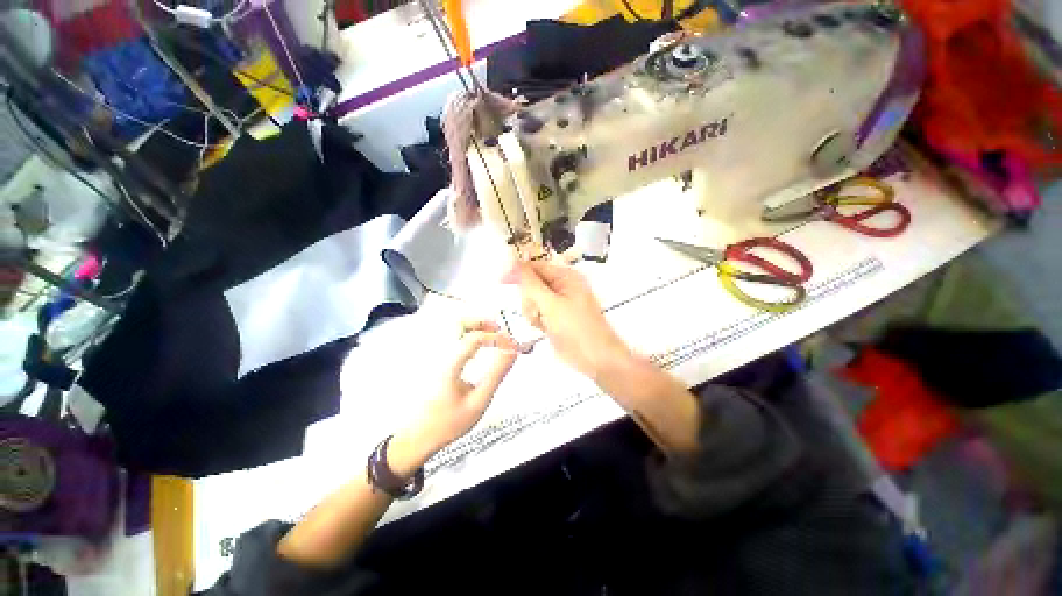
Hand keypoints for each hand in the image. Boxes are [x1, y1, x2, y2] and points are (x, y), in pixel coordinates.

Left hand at [391, 321, 517, 474]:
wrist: (418, 436)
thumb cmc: (448, 422)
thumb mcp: (478, 402)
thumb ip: (496, 374)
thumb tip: (512, 352)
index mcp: (449, 363)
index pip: (475, 338)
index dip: (497, 337)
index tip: (513, 346)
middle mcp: (438, 353)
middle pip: (458, 322)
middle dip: (482, 321)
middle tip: (499, 330)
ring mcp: (432, 354)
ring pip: (453, 326)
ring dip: (474, 325)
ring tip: (491, 335)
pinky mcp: (431, 358)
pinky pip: (449, 336)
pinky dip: (465, 333)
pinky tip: (476, 345)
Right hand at [506, 260, 631, 380]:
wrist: (594, 357)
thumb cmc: (576, 328)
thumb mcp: (551, 304)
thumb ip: (530, 283)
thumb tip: (513, 262)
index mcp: (565, 277)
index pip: (536, 267)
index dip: (518, 272)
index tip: (502, 280)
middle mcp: (561, 286)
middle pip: (531, 284)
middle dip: (529, 298)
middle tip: (536, 311)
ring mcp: (558, 303)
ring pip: (531, 300)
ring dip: (532, 311)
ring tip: (542, 322)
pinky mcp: (554, 317)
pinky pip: (536, 312)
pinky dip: (535, 319)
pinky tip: (543, 328)